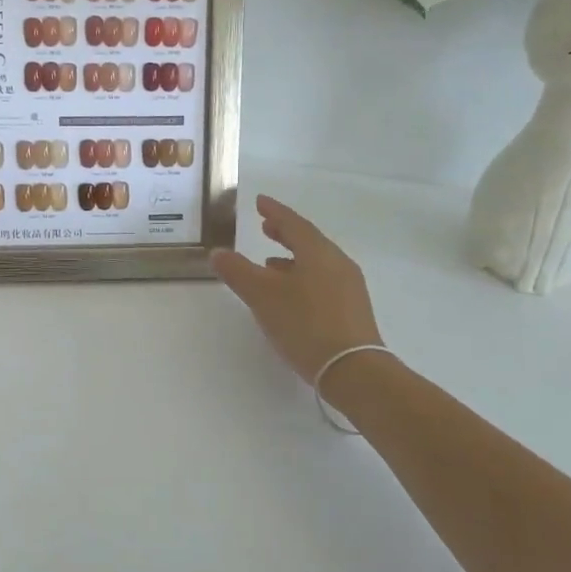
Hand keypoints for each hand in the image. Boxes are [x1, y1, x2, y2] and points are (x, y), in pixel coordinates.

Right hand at [210, 194, 383, 384]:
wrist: (352, 370)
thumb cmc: (305, 324)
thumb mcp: (262, 296)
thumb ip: (238, 271)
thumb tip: (218, 252)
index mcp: (318, 253)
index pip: (293, 223)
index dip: (274, 211)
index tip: (259, 201)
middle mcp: (337, 264)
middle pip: (308, 241)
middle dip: (285, 233)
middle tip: (266, 227)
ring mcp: (348, 288)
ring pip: (316, 263)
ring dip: (292, 258)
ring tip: (268, 263)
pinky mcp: (351, 310)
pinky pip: (322, 282)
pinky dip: (301, 277)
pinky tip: (288, 294)